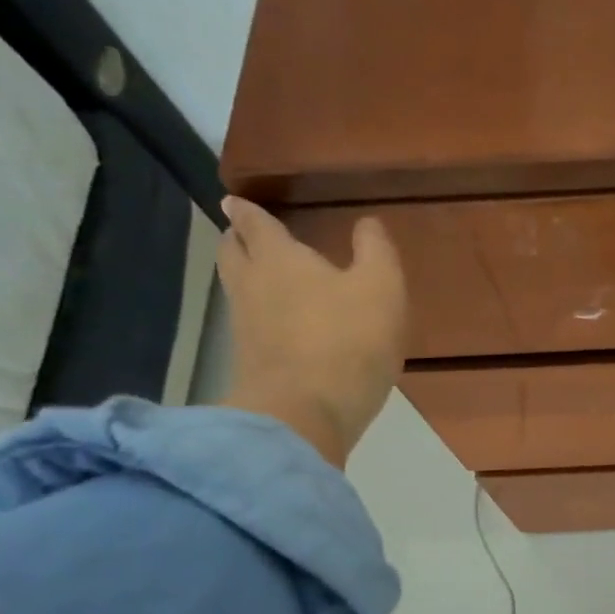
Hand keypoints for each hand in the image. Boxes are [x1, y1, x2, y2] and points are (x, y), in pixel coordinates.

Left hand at [217, 195, 407, 467]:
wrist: (306, 413)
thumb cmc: (349, 339)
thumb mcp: (382, 288)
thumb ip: (376, 251)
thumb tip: (367, 223)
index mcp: (279, 258)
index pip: (255, 224)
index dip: (248, 211)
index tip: (236, 201)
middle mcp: (251, 286)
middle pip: (232, 253)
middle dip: (237, 240)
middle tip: (245, 234)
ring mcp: (245, 328)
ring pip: (236, 289)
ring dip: (244, 276)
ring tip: (261, 275)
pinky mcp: (250, 363)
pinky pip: (249, 325)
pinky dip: (258, 314)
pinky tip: (276, 323)